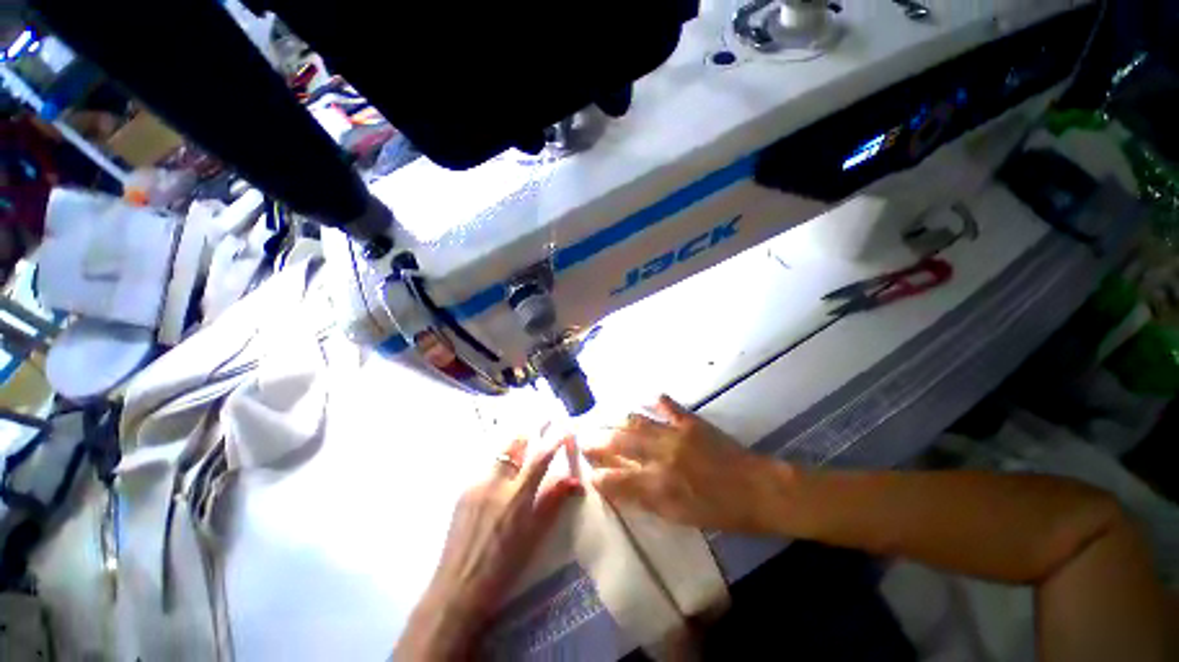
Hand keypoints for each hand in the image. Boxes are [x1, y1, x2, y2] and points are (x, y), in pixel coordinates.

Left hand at [396, 435, 580, 659]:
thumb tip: (574, 480)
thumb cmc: (503, 567)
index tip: (565, 429)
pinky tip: (504, 469)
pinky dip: (501, 461)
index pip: (539, 457)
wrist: (457, 588)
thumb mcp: (534, 536)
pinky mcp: (464, 491)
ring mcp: (476, 484)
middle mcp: (495, 483)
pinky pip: (487, 467)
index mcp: (516, 497)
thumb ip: (553, 502)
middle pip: (514, 443)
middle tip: (543, 421)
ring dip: (516, 444)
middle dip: (530, 430)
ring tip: (527, 441)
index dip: (554, 439)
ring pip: (500, 452)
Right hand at [584, 395, 791, 533]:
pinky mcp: (691, 422)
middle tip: (585, 437)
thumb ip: (646, 501)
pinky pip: (669, 407)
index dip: (599, 474)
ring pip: (637, 423)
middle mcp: (661, 457)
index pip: (617, 478)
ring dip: (618, 421)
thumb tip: (620, 488)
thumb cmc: (720, 511)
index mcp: (658, 485)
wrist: (758, 490)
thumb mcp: (680, 517)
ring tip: (606, 419)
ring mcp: (676, 435)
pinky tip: (650, 397)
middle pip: (620, 444)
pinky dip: (658, 402)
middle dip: (599, 441)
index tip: (588, 471)